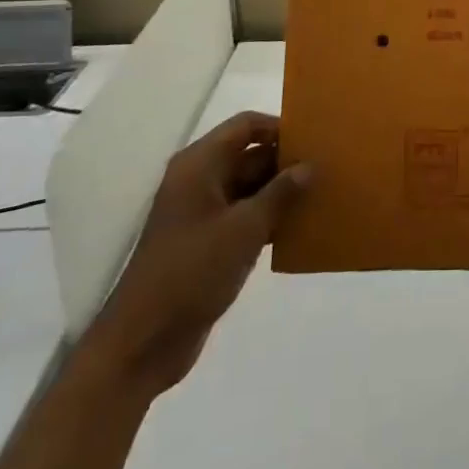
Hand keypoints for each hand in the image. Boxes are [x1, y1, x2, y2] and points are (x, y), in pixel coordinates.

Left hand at [76, 112, 310, 398]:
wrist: (142, 343)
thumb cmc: (192, 271)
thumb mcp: (244, 229)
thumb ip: (280, 193)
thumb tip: (309, 166)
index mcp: (200, 164)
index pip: (245, 126)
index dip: (279, 127)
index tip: (314, 139)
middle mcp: (199, 180)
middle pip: (248, 155)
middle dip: (284, 162)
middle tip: (326, 168)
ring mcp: (201, 213)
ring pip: (248, 188)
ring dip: (280, 192)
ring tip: (320, 195)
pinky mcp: (206, 244)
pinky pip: (243, 217)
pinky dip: (268, 219)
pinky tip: (299, 228)